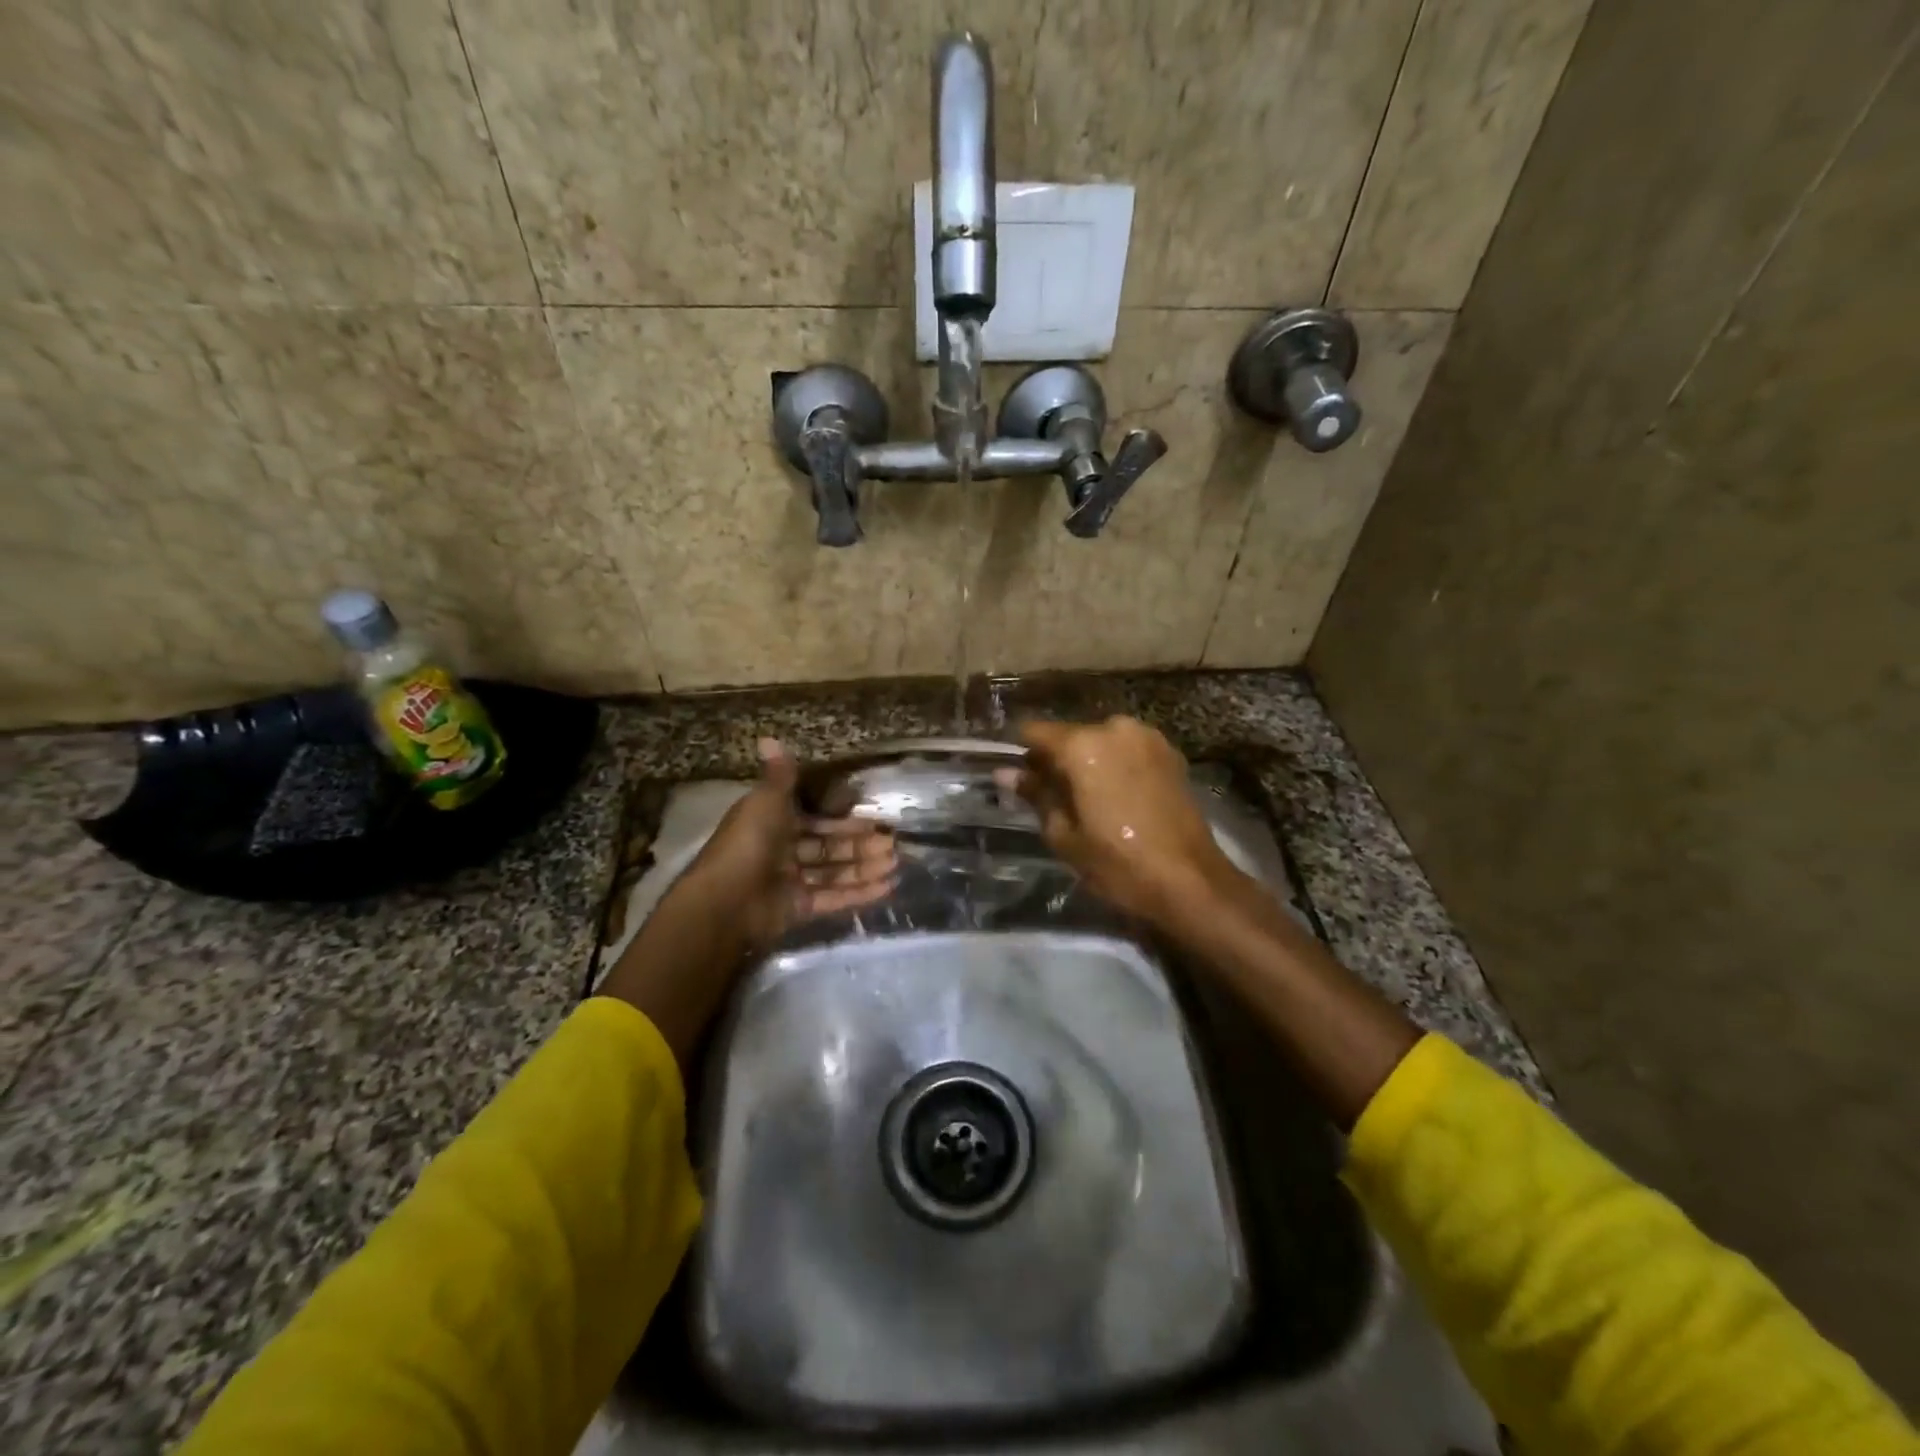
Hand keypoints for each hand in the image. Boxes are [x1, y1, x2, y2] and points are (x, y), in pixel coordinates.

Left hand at [601, 740, 896, 1069]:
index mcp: (773, 823)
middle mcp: (782, 851)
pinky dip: (859, 893)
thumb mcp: (766, 802)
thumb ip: (779, 775)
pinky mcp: (797, 909)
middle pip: (829, 847)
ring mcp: (790, 882)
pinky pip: (832, 898)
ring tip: (896, 864)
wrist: (726, 901)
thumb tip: (768, 737)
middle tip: (893, 844)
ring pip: (834, 872)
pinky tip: (887, 887)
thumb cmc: (748, 844)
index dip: (843, 820)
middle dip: (861, 846)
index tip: (874, 818)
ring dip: (865, 868)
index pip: (815, 819)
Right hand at [1001, 717, 1238, 926]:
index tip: (1019, 779)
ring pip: (1100, 742)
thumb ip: (1036, 795)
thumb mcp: (1065, 835)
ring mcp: (1147, 737)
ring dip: (1089, 763)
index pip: (1034, 732)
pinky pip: (1127, 750)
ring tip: (1089, 801)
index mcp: (1083, 745)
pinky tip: (1118, 798)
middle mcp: (1115, 728)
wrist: (1190, 880)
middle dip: (1057, 760)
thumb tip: (1005, 773)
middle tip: (1054, 798)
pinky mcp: (1170, 753)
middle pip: (1070, 735)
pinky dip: (1116, 765)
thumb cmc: (1118, 863)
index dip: (1022, 754)